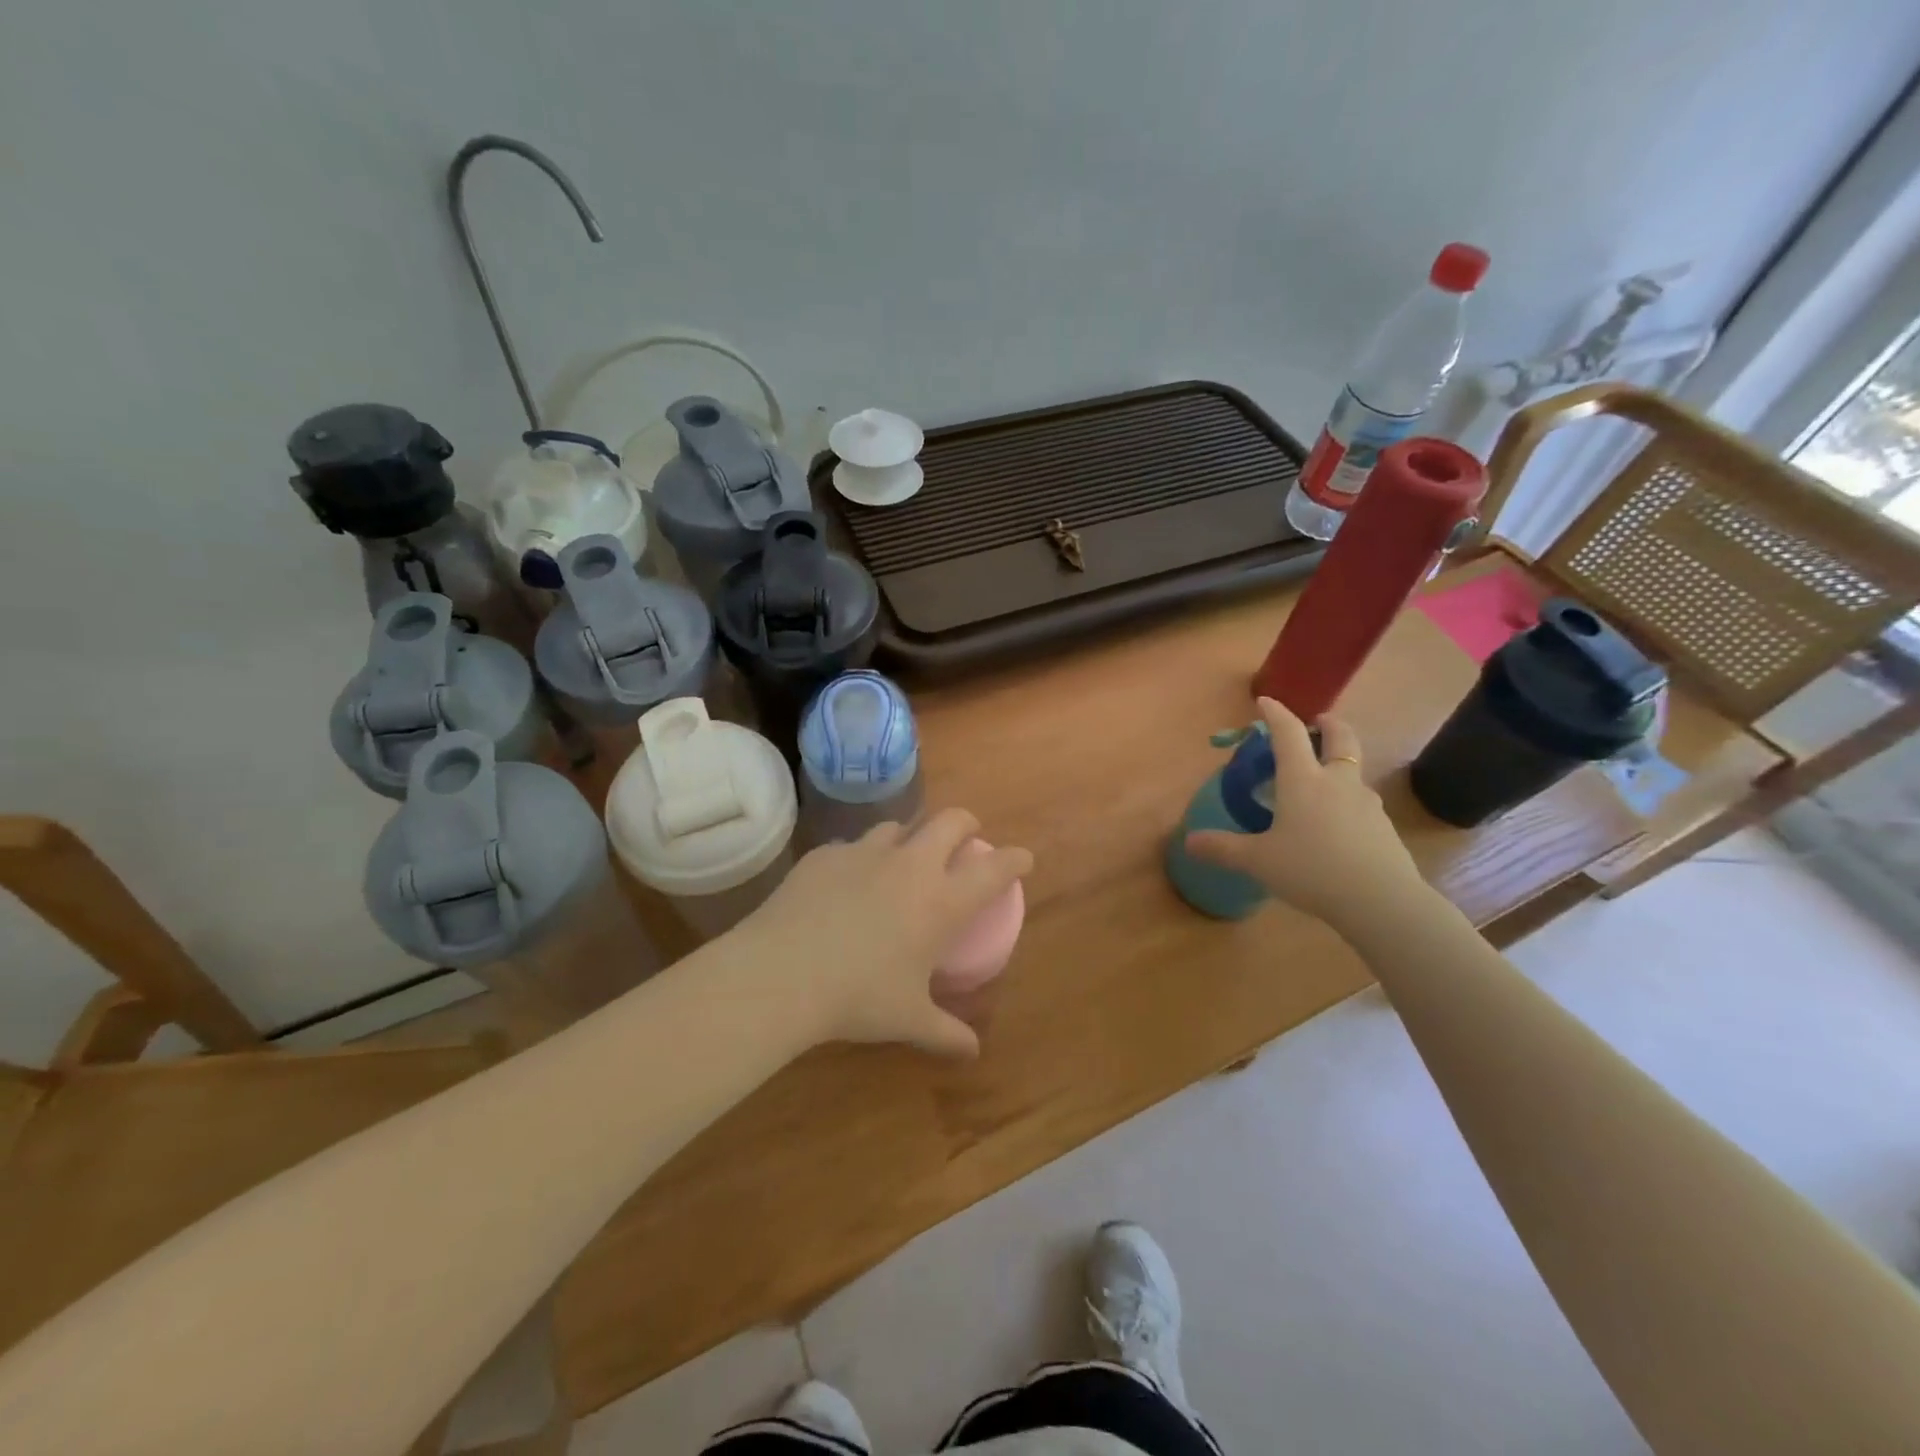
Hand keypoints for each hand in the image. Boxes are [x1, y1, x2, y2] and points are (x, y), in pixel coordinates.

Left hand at [737, 809, 1032, 1057]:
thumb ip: (945, 1033)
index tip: (1022, 859)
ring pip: (898, 825)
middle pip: (951, 820)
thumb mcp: (908, 1019)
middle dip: (966, 824)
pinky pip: (853, 846)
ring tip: (902, 859)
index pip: (994, 868)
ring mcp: (865, 852)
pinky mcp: (826, 854)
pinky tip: (847, 882)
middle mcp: (910, 865)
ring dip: (910, 837)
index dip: (1015, 859)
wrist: (782, 974)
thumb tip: (972, 1052)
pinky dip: (861, 858)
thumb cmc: (857, 997)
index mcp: (941, 901)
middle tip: (965, 839)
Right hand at [1185, 699, 1422, 930]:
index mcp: (1303, 780)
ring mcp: (1365, 802)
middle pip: (1340, 738)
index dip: (1276, 714)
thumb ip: (1223, 848)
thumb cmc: (1311, 869)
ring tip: (1322, 782)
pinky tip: (1336, 825)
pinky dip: (1347, 800)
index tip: (1266, 702)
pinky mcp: (1382, 826)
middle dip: (1328, 724)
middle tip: (1318, 722)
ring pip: (1353, 770)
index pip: (1288, 734)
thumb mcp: (1258, 861)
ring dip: (1339, 764)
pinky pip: (1361, 802)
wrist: (1380, 900)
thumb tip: (1189, 841)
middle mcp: (1337, 781)